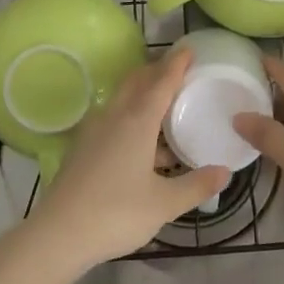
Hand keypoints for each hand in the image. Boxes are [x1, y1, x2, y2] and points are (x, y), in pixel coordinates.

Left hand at [24, 51, 230, 270]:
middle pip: (137, 82)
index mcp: (137, 121)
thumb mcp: (164, 203)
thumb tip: (225, 172)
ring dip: (143, 94)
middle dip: (157, 72)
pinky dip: (131, 115)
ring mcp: (94, 131)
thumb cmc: (115, 213)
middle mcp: (114, 117)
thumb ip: (196, 185)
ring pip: (122, 100)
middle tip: (179, 72)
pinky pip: (112, 118)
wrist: (58, 234)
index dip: (176, 64)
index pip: (161, 82)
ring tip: (165, 105)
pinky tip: (142, 141)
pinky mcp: (82, 147)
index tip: (189, 49)